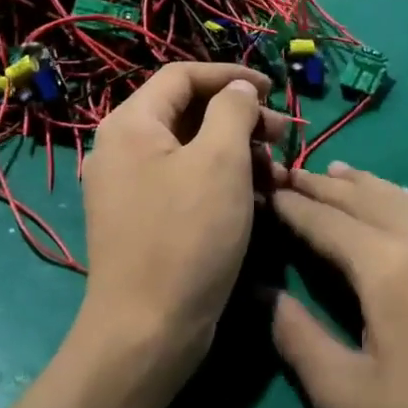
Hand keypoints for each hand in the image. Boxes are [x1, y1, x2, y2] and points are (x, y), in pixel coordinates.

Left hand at [78, 63, 286, 383]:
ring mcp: (131, 187)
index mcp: (131, 124)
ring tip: (279, 173)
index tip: (272, 89)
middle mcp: (124, 148)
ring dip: (238, 153)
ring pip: (192, 150)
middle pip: (189, 112)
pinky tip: (259, 199)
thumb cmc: (187, 235)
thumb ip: (233, 111)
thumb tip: (238, 90)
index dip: (230, 76)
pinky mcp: (145, 219)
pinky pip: (187, 182)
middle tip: (283, 135)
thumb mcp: (220, 162)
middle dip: (240, 118)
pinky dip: (223, 182)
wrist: (147, 331)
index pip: (182, 76)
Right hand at [270, 163, 407, 407]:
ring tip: (337, 174)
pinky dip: (403, 199)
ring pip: (404, 198)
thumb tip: (260, 290)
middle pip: (366, 198)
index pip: (326, 221)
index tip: (264, 189)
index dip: (292, 206)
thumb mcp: (347, 401)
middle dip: (324, 186)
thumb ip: (297, 337)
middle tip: (291, 174)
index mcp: (389, 267)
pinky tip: (398, 203)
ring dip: (365, 185)